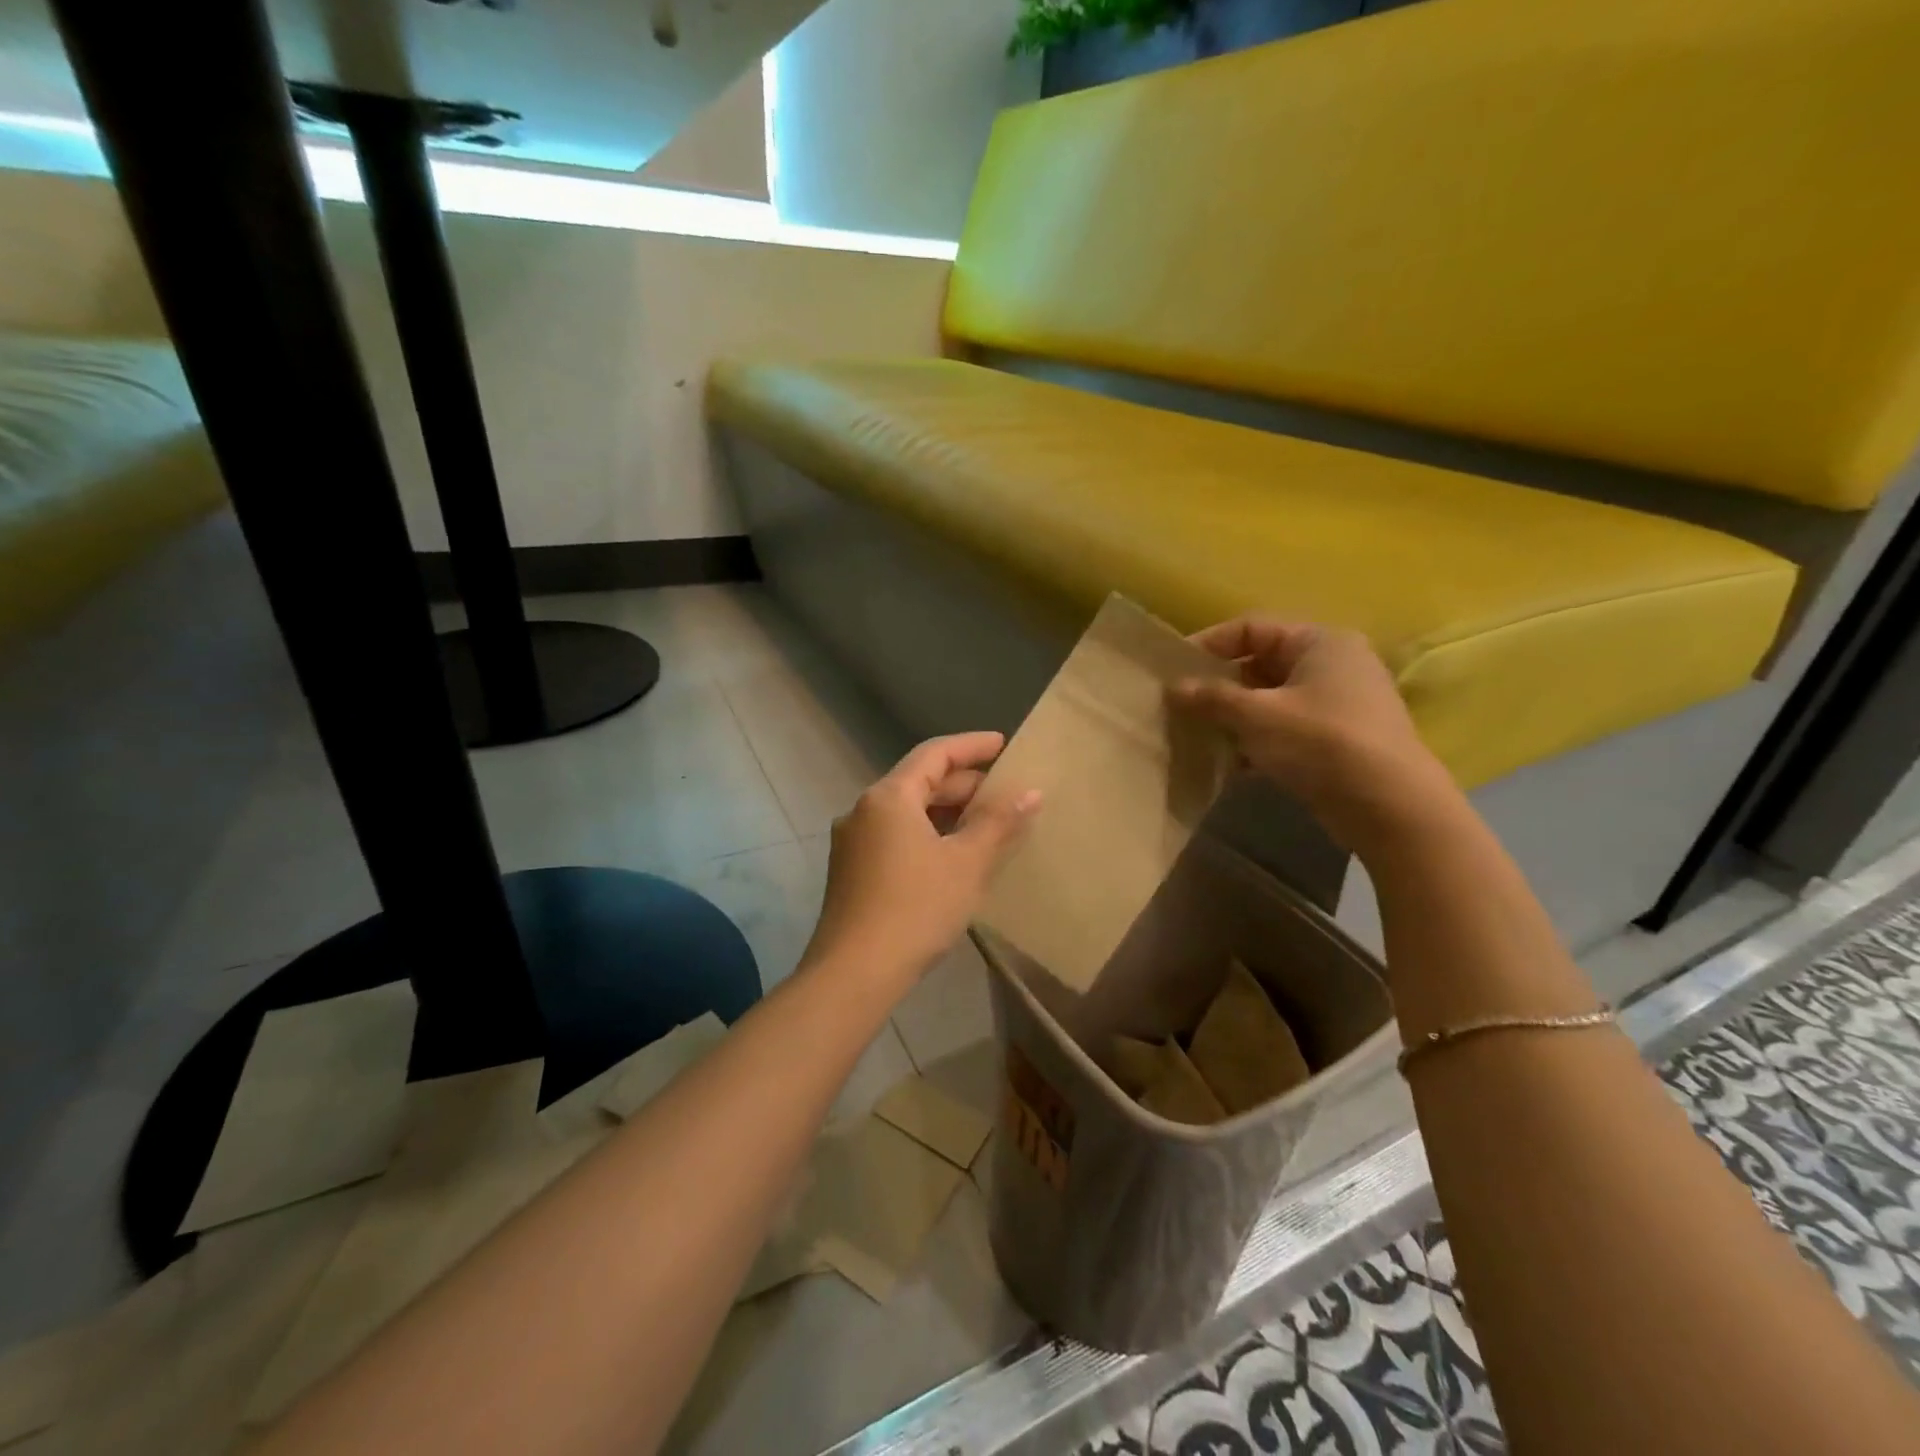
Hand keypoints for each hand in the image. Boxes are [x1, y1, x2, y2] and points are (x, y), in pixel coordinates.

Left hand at [805, 732, 1040, 986]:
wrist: (854, 973)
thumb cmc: (916, 908)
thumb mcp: (966, 863)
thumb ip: (999, 822)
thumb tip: (1030, 791)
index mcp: (888, 797)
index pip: (934, 754)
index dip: (971, 746)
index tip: (1003, 744)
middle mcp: (863, 810)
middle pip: (918, 781)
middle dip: (962, 784)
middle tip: (1003, 792)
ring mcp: (852, 841)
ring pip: (906, 812)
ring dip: (945, 812)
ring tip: (984, 824)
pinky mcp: (851, 871)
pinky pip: (895, 836)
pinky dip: (926, 834)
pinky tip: (951, 856)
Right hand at [1170, 618, 1456, 853]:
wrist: (1390, 807)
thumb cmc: (1321, 743)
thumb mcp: (1257, 716)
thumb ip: (1212, 698)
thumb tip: (1173, 687)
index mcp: (1319, 642)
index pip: (1252, 628)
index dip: (1209, 644)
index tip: (1174, 671)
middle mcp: (1334, 664)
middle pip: (1261, 664)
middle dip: (1220, 686)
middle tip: (1184, 707)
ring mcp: (1340, 704)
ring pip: (1272, 700)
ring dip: (1236, 717)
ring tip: (1202, 737)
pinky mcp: (1339, 740)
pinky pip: (1286, 729)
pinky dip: (1259, 741)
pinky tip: (1232, 765)